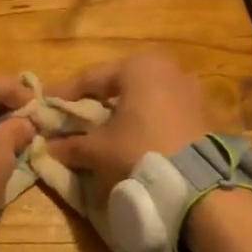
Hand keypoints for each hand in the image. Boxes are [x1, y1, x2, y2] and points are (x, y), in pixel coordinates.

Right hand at [45, 51, 209, 190]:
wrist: (198, 184)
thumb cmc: (140, 151)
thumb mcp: (99, 149)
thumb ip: (72, 145)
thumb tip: (48, 148)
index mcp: (139, 66)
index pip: (92, 76)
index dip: (65, 92)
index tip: (46, 103)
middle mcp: (169, 69)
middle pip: (121, 83)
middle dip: (97, 100)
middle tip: (75, 115)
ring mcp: (192, 91)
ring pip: (146, 97)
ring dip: (124, 112)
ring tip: (105, 130)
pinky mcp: (205, 115)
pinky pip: (166, 112)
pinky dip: (147, 122)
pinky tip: (135, 140)